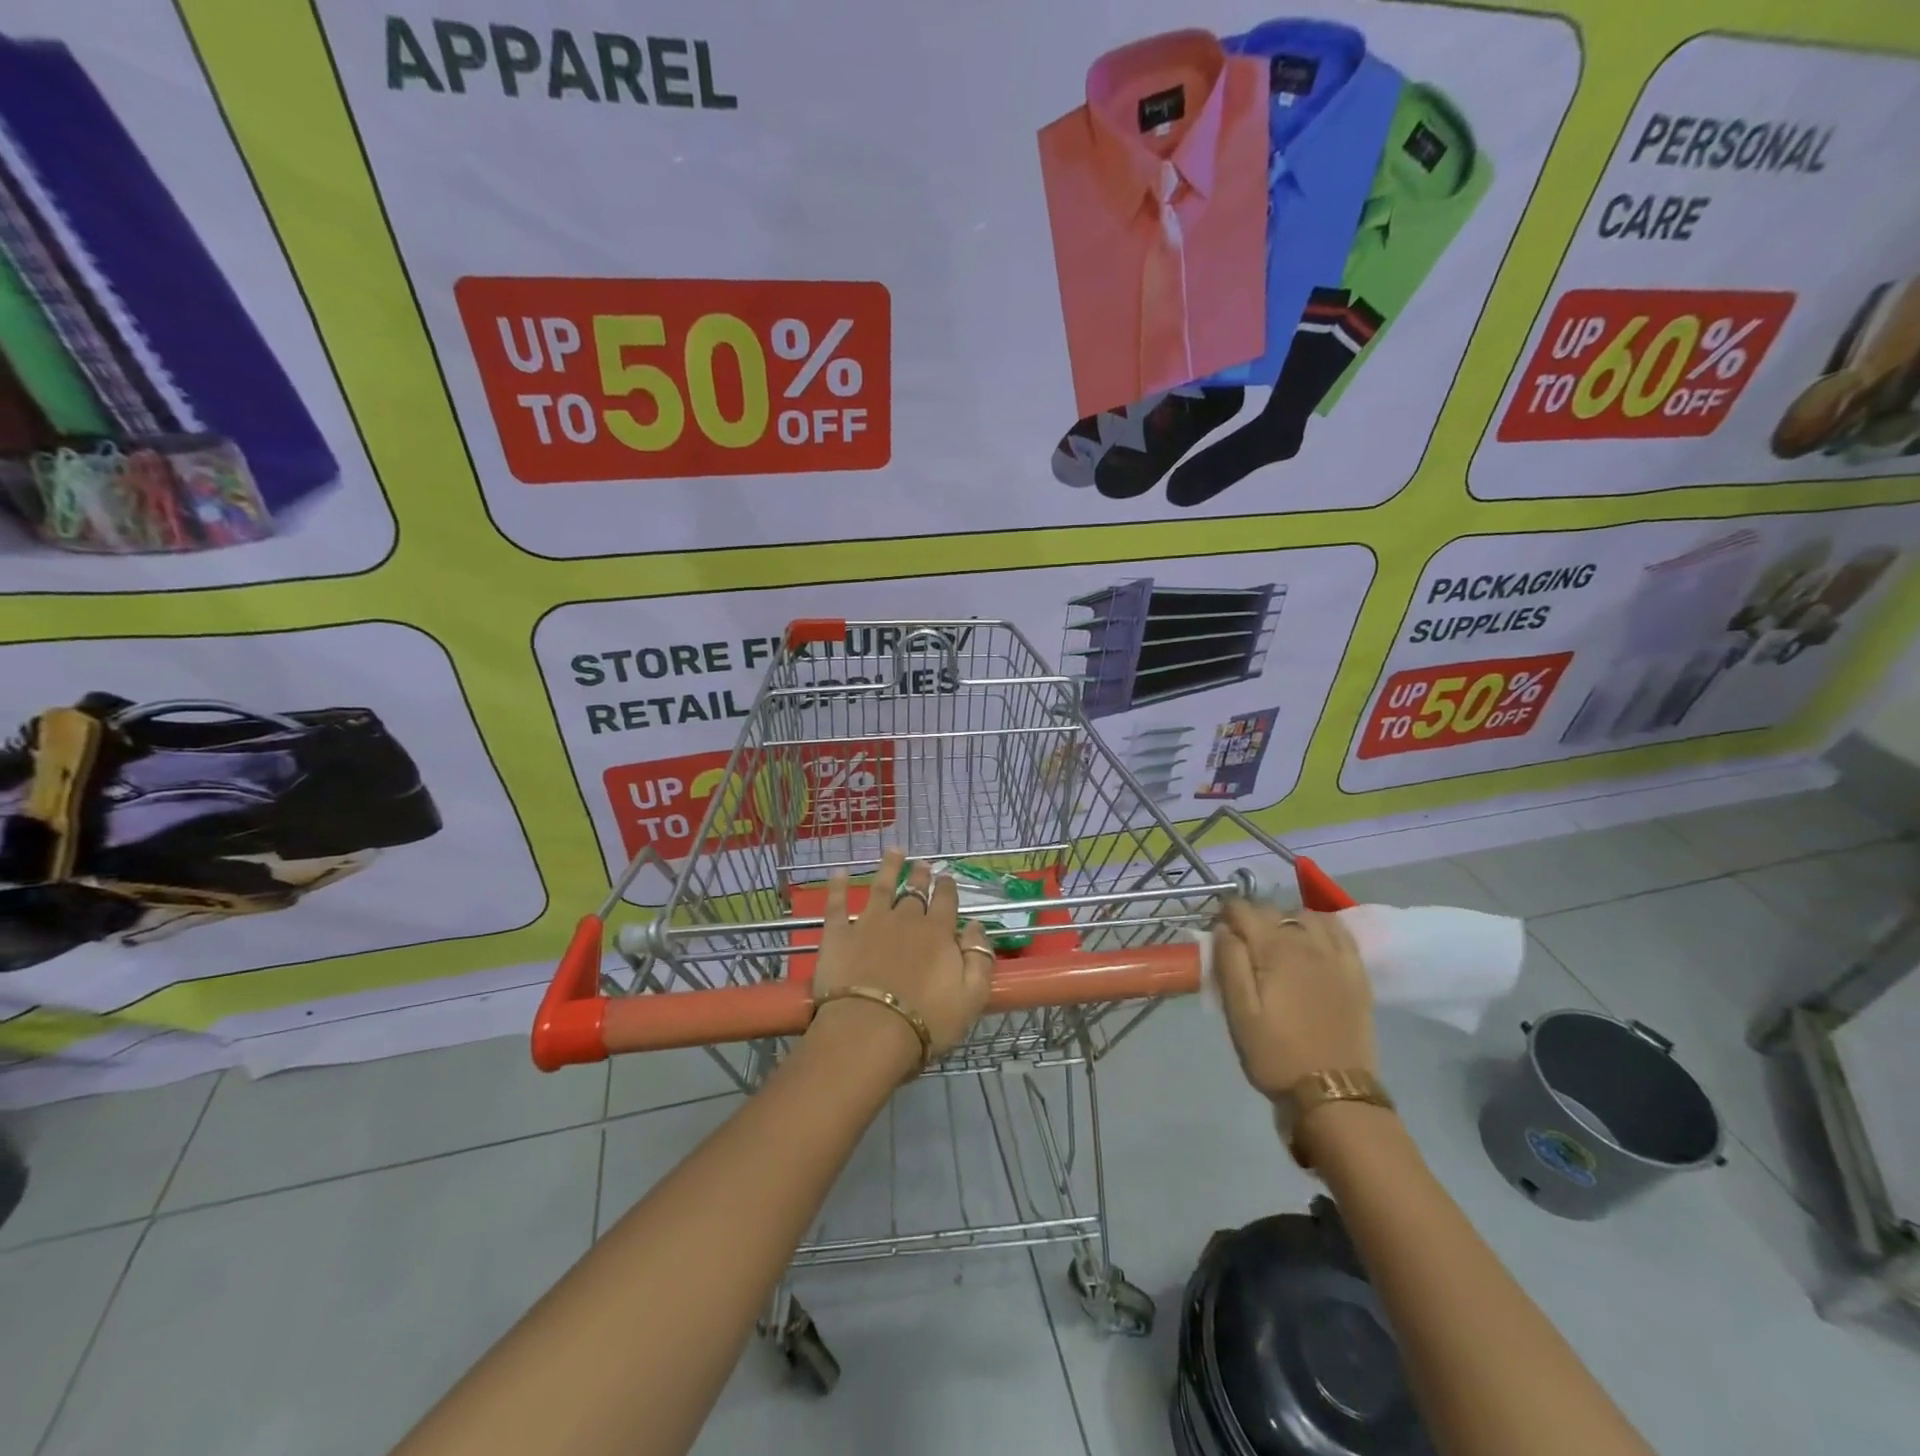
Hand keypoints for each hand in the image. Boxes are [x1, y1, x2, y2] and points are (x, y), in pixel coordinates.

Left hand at [808, 850, 993, 1068]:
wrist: (870, 1031)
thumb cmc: (927, 1021)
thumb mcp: (972, 996)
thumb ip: (980, 958)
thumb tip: (978, 927)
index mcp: (938, 933)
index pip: (946, 902)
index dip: (948, 888)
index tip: (947, 878)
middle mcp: (905, 920)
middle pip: (915, 892)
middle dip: (921, 876)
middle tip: (923, 864)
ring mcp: (869, 924)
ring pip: (881, 887)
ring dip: (888, 867)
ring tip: (894, 851)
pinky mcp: (838, 935)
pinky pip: (837, 905)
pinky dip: (838, 886)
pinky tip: (839, 872)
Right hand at [1213, 899, 1375, 1099]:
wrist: (1333, 1093)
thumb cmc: (1275, 1054)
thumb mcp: (1239, 1013)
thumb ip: (1228, 963)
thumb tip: (1224, 928)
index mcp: (1274, 950)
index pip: (1243, 910)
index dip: (1225, 916)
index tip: (1218, 936)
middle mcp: (1307, 942)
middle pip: (1273, 910)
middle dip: (1252, 920)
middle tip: (1242, 948)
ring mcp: (1336, 956)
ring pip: (1306, 916)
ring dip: (1286, 921)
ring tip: (1277, 945)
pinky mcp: (1357, 973)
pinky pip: (1340, 931)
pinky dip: (1321, 926)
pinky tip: (1312, 942)